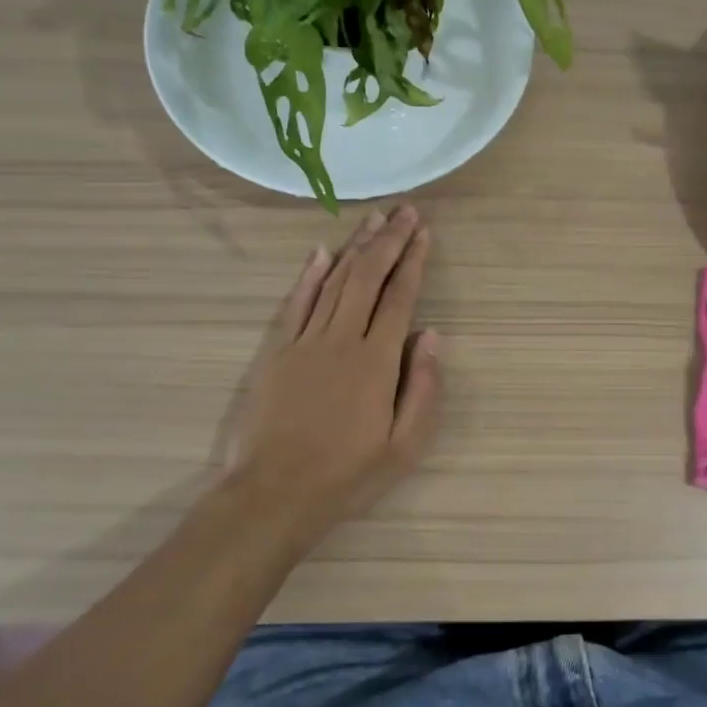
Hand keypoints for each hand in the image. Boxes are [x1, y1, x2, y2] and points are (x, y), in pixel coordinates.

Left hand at [215, 205, 441, 551]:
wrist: (274, 494)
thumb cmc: (347, 475)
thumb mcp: (404, 446)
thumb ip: (423, 388)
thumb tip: (432, 336)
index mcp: (376, 361)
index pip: (400, 297)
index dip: (413, 261)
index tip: (424, 232)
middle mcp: (341, 339)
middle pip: (367, 277)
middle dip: (389, 241)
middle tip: (405, 211)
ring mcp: (304, 341)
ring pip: (333, 281)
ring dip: (354, 247)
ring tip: (373, 220)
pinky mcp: (276, 351)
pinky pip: (295, 302)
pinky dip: (309, 275)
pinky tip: (320, 253)